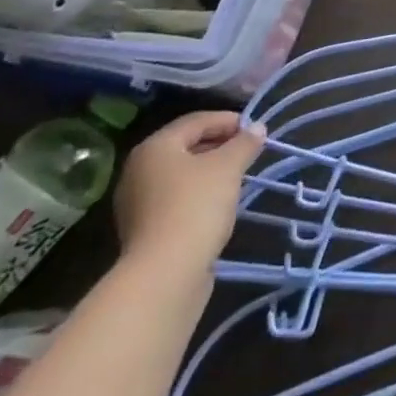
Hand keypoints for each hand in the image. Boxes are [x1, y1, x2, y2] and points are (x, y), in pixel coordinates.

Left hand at [114, 111, 264, 277]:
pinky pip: (176, 199)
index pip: (195, 121)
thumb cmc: (196, 207)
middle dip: (219, 145)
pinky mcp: (144, 230)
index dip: (228, 120)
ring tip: (239, 176)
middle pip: (186, 146)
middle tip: (249, 150)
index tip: (255, 129)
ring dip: (210, 171)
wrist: (165, 274)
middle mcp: (139, 170)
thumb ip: (244, 143)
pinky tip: (219, 204)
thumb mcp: (228, 167)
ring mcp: (137, 203)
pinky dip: (198, 194)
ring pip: (181, 174)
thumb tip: (258, 128)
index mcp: (154, 148)